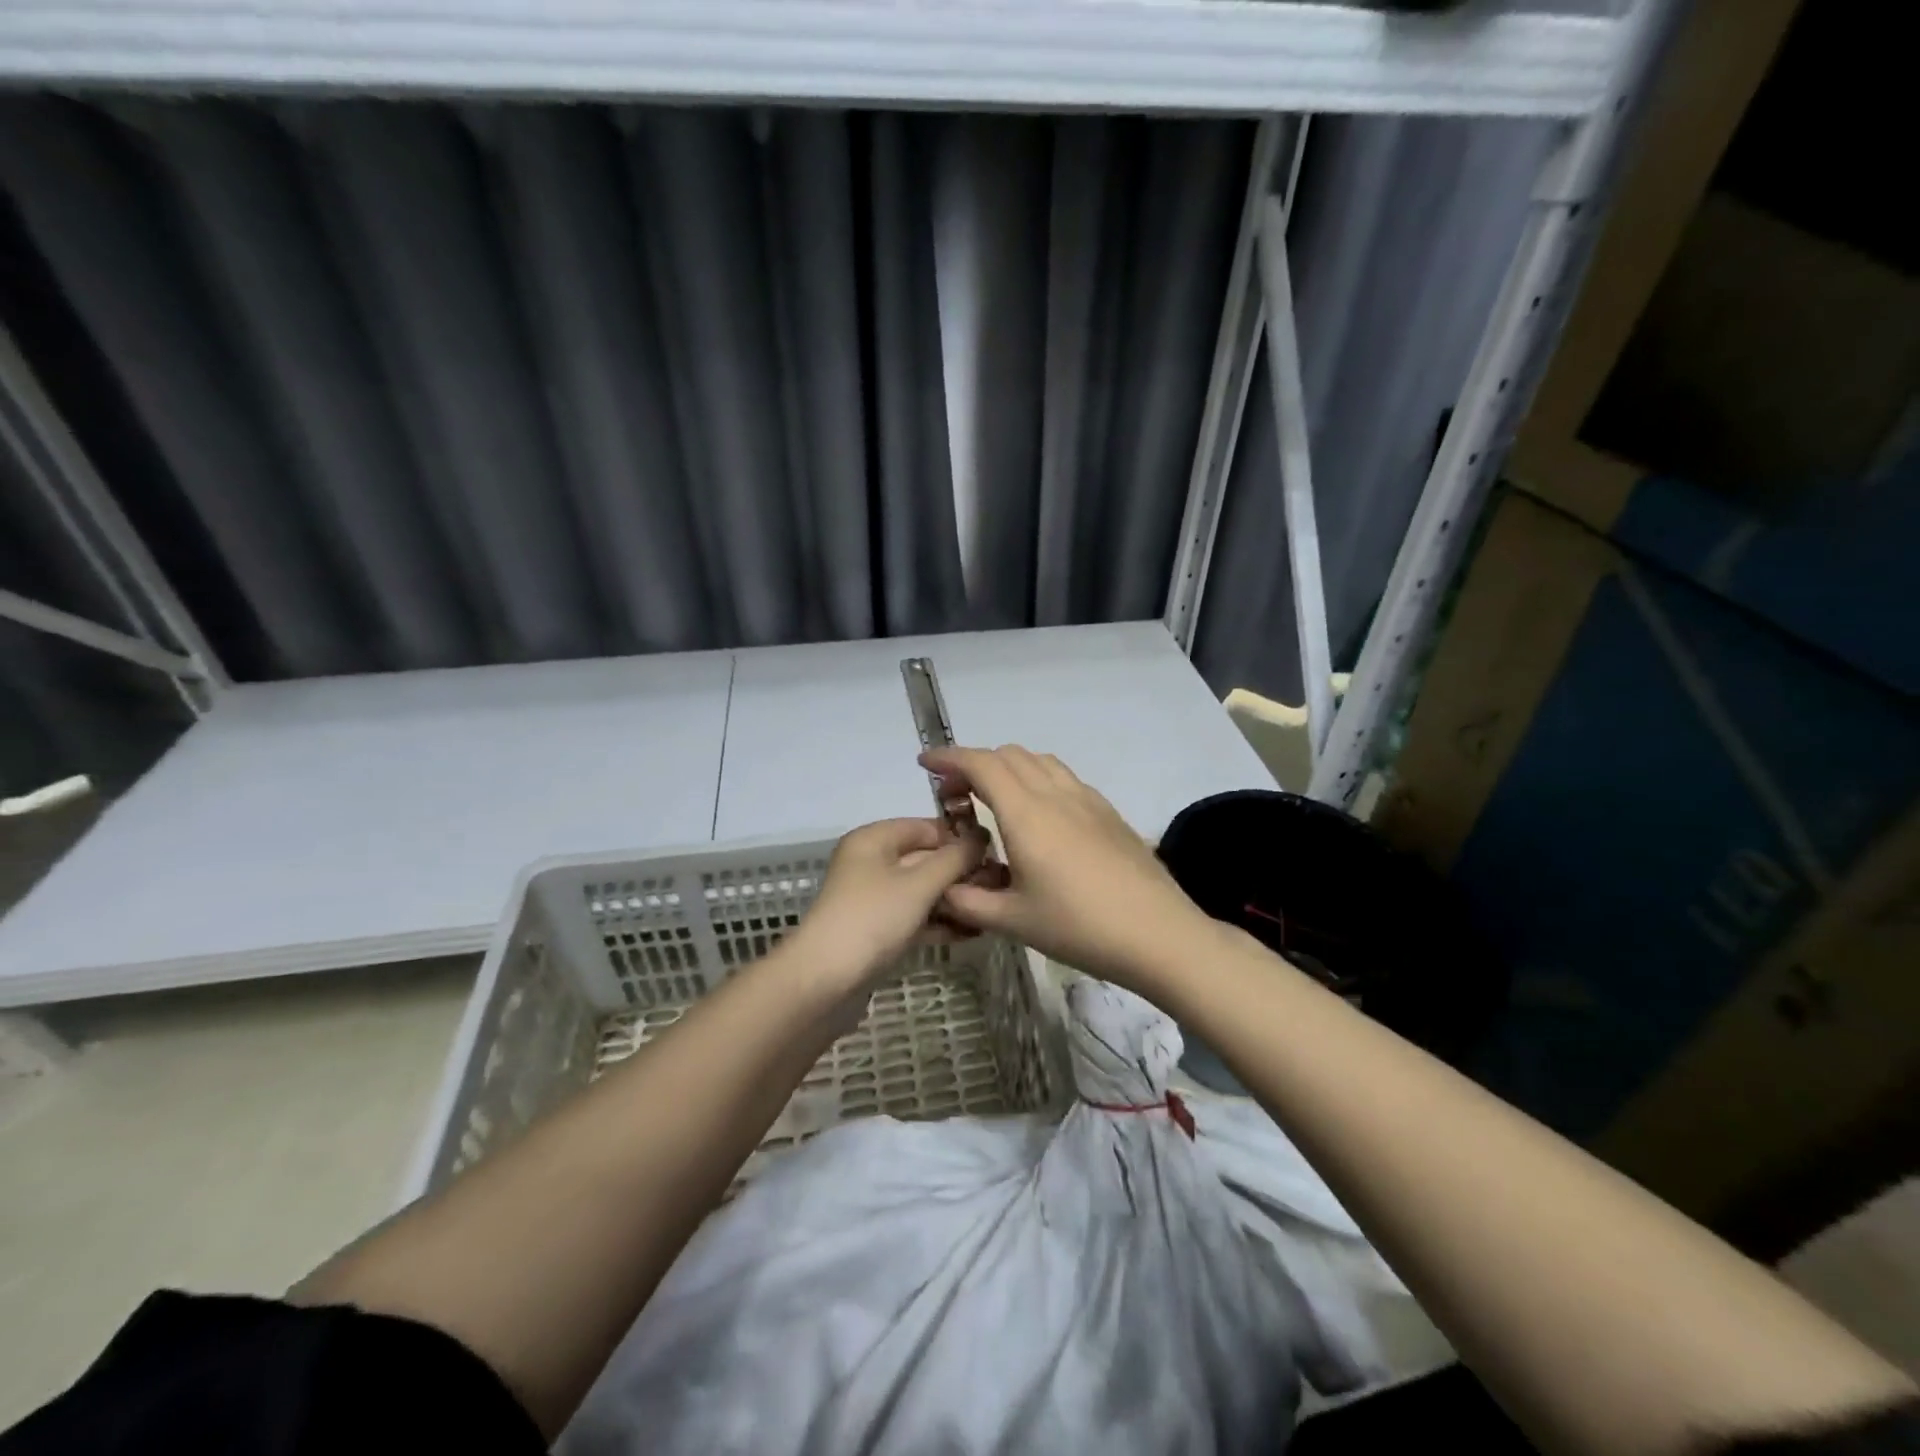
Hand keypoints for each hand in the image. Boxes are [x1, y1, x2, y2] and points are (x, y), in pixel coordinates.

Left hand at [788, 818, 986, 992]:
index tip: (997, 853)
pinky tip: (972, 932)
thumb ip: (954, 858)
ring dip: (954, 899)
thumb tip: (982, 837)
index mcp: (874, 839)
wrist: (824, 982)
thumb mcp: (919, 884)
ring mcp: (872, 898)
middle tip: (1000, 886)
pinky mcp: (876, 930)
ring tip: (992, 910)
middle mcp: (871, 862)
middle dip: (961, 872)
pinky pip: (915, 916)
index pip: (926, 826)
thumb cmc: (873, 918)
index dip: (960, 837)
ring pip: (922, 890)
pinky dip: (939, 921)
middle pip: (925, 858)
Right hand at [919, 745, 1211, 990]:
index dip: (948, 757)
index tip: (924, 763)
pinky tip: (1037, 816)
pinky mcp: (1108, 812)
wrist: (1158, 934)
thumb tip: (941, 889)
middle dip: (974, 763)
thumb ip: (967, 902)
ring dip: (1008, 767)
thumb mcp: (1013, 921)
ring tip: (993, 799)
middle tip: (954, 793)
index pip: (981, 764)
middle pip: (1008, 754)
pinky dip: (1037, 779)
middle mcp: (1055, 794)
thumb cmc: (1080, 927)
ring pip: (1039, 761)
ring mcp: (1086, 799)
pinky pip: (1063, 777)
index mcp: (1026, 813)